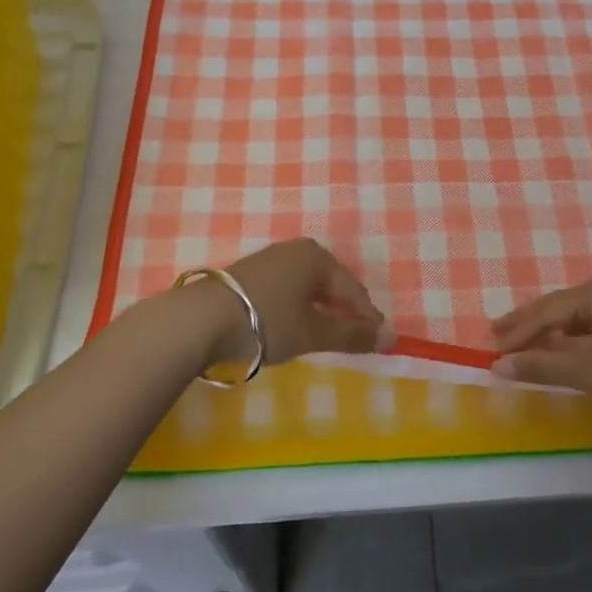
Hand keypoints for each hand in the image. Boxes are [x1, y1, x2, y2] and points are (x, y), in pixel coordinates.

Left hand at [209, 239, 384, 367]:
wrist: (200, 319)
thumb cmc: (266, 321)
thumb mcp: (313, 332)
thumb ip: (352, 335)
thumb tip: (391, 338)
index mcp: (317, 257)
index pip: (353, 289)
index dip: (367, 317)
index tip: (378, 342)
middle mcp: (296, 250)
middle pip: (331, 284)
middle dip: (344, 311)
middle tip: (353, 338)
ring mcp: (270, 259)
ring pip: (307, 286)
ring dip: (319, 310)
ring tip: (323, 335)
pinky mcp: (249, 273)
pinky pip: (287, 289)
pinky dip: (297, 307)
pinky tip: (292, 325)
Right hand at [490, 274, 591, 425]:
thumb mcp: (588, 371)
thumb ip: (541, 365)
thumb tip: (497, 364)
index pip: (545, 311)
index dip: (516, 331)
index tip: (490, 347)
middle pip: (559, 307)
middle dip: (528, 324)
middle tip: (496, 334)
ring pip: (577, 318)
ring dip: (549, 332)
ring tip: (523, 342)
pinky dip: (572, 339)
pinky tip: (564, 349)